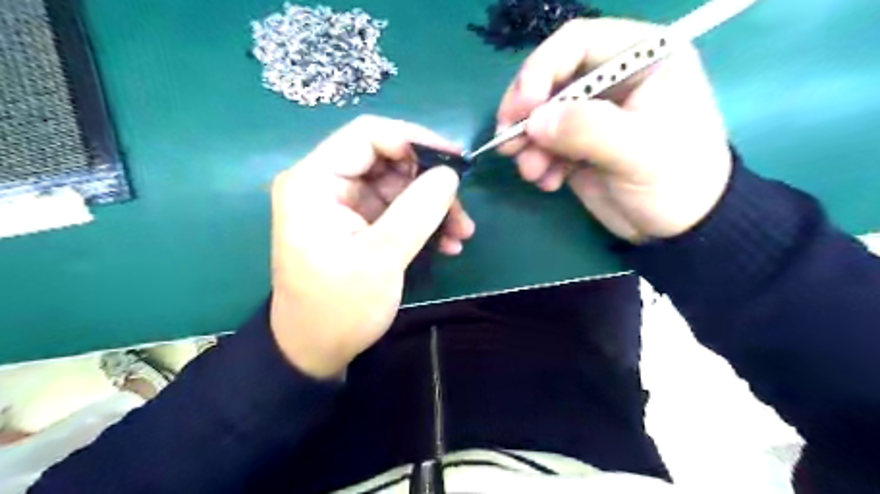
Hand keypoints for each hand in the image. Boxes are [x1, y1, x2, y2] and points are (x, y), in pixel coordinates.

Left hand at [268, 116, 474, 376]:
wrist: (316, 350)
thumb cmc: (339, 307)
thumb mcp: (380, 258)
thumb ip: (417, 211)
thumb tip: (450, 173)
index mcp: (315, 182)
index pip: (367, 135)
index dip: (414, 140)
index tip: (455, 161)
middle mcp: (326, 185)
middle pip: (387, 160)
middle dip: (429, 182)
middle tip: (461, 211)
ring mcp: (344, 205)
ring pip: (398, 186)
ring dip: (433, 206)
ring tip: (461, 234)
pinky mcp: (358, 224)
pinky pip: (397, 210)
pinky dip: (423, 222)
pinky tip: (447, 244)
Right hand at [497, 18, 732, 241]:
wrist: (681, 228)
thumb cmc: (677, 180)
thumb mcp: (639, 151)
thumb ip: (587, 129)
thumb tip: (534, 122)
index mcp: (641, 58)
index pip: (577, 42)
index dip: (541, 69)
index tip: (522, 108)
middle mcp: (612, 80)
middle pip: (550, 79)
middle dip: (525, 112)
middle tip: (508, 142)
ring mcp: (592, 115)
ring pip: (542, 115)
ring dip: (528, 143)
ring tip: (531, 172)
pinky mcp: (578, 145)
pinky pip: (544, 145)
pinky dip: (538, 163)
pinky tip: (547, 182)